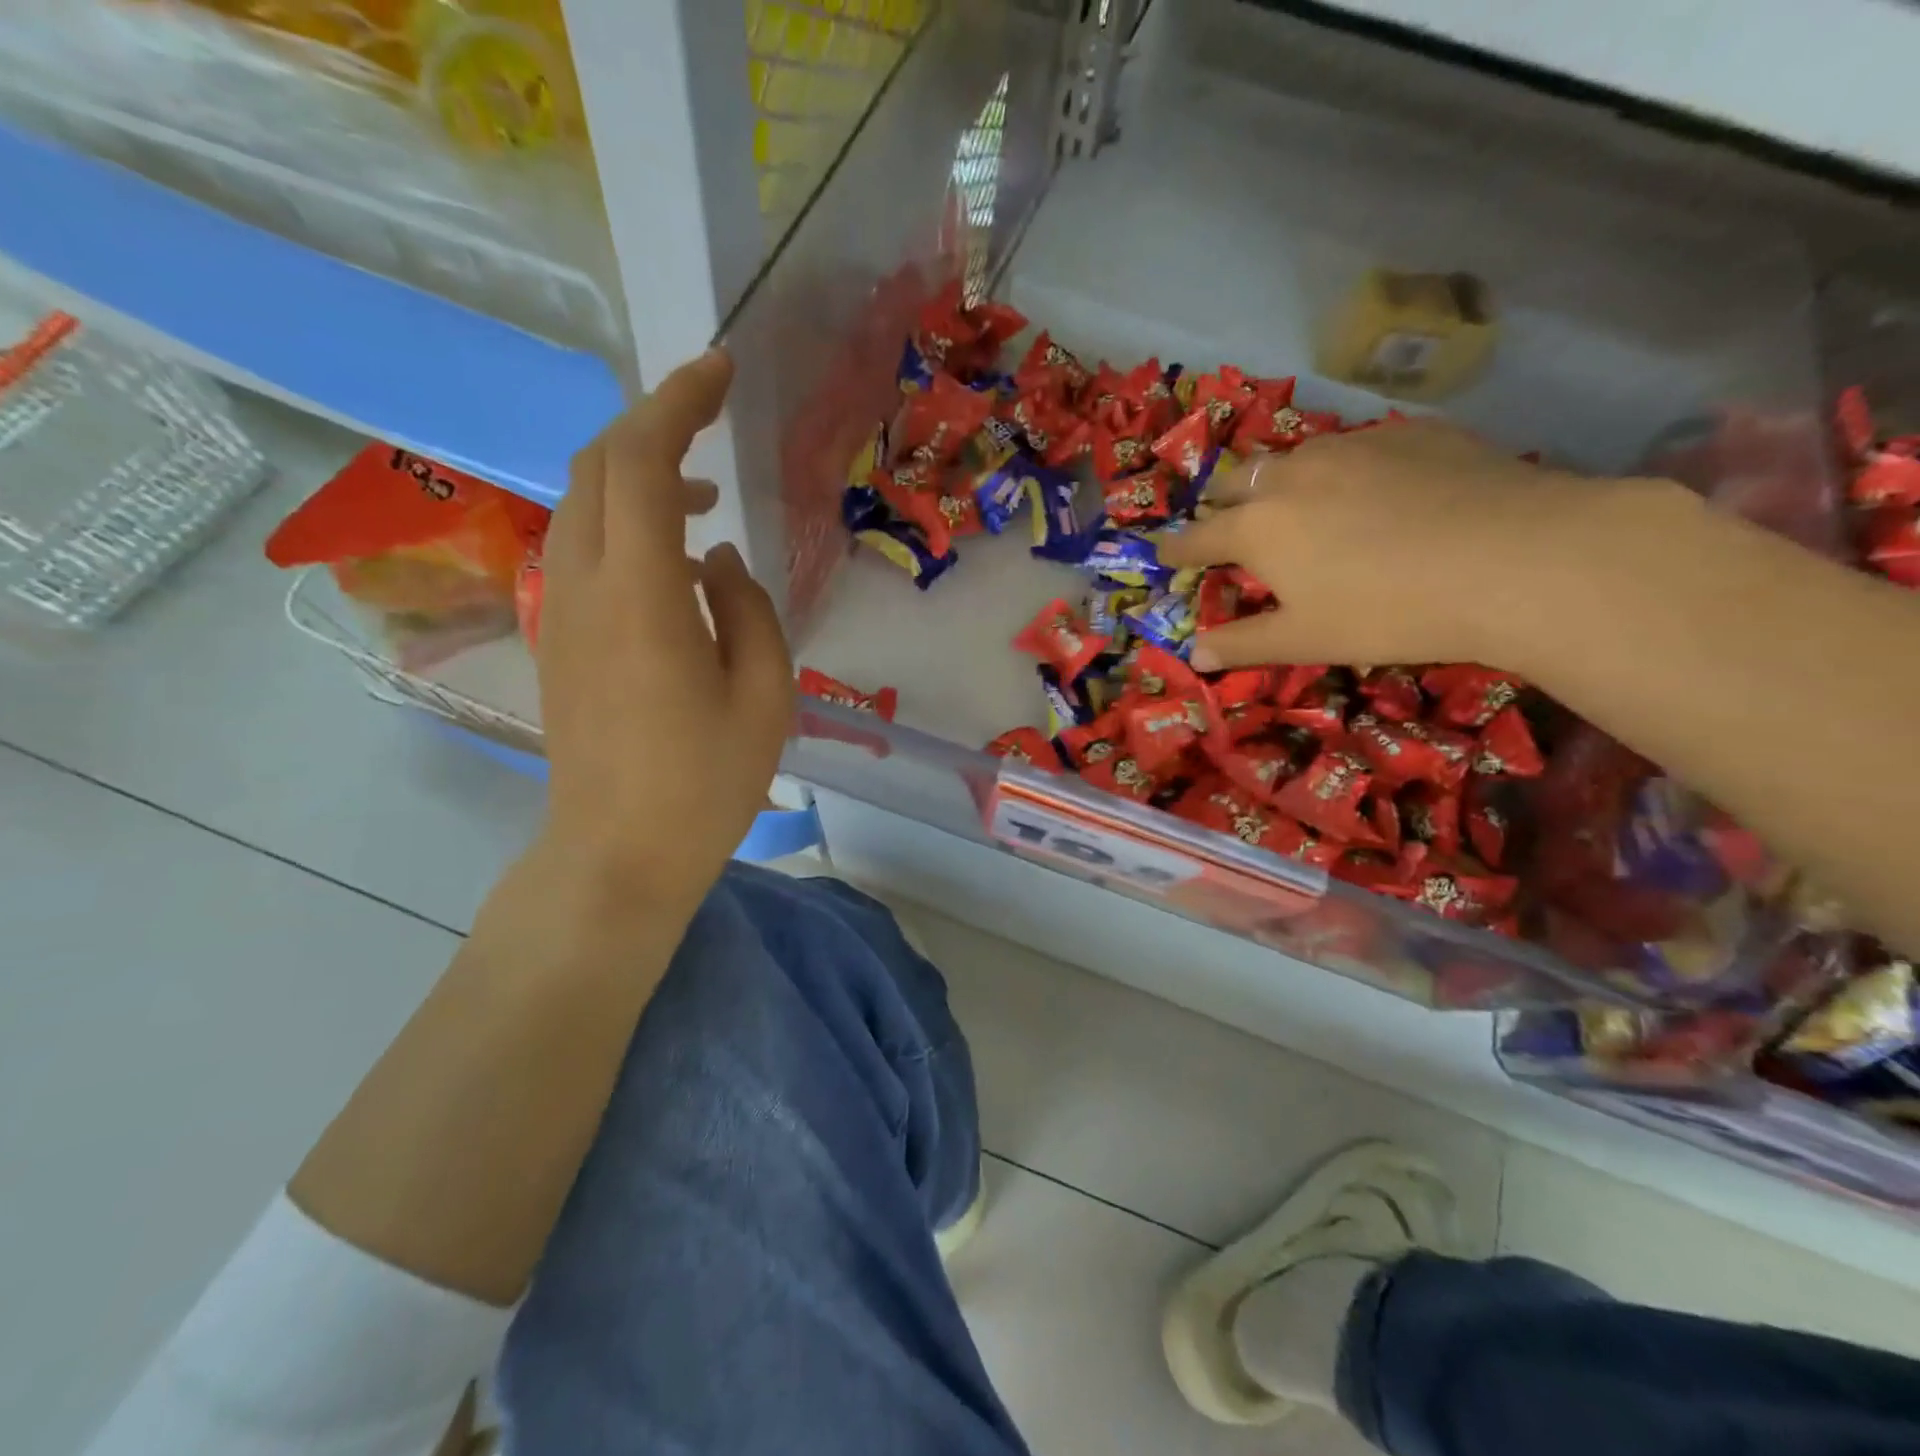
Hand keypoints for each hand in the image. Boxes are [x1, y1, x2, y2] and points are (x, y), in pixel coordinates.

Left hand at [534, 349, 792, 911]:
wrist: (618, 852)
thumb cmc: (706, 780)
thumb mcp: (764, 692)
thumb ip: (748, 608)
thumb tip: (718, 560)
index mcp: (641, 593)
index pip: (641, 460)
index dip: (679, 401)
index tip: (721, 368)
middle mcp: (585, 585)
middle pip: (598, 466)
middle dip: (652, 424)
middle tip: (713, 418)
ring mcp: (562, 611)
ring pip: (585, 505)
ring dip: (639, 477)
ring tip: (705, 499)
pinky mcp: (561, 638)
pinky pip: (585, 549)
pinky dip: (626, 523)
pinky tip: (675, 559)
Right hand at [1159, 420, 1623, 672]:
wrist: (1516, 558)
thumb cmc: (1389, 611)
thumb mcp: (1306, 639)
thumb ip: (1243, 643)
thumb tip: (1195, 654)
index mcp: (1258, 527)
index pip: (1197, 536)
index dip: (1176, 548)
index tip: (1163, 553)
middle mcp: (1293, 475)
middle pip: (1237, 483)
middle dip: (1222, 504)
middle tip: (1227, 525)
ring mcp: (1353, 445)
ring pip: (1294, 456)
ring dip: (1280, 480)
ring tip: (1296, 501)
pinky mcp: (1412, 432)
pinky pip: (1357, 446)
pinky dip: (1343, 468)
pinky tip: (1373, 488)